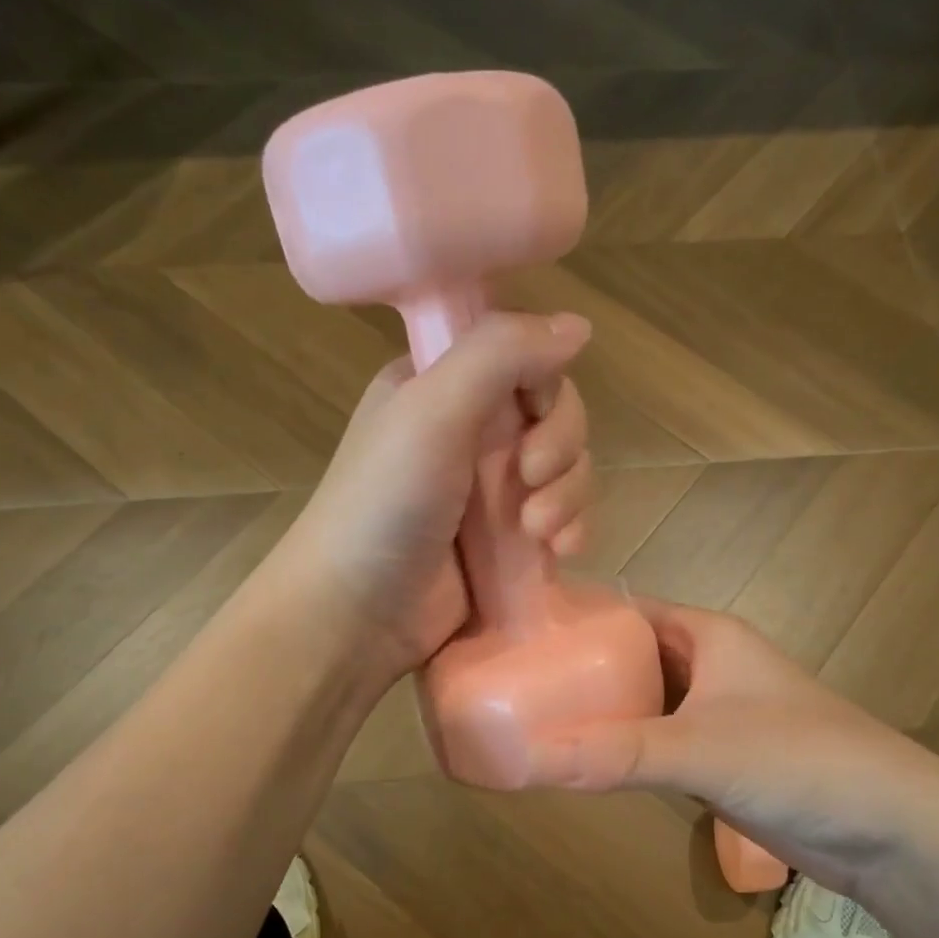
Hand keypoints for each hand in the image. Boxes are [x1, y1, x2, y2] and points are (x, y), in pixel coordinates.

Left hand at [276, 311, 594, 683]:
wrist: (358, 612)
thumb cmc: (385, 502)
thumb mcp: (434, 410)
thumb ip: (501, 354)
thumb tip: (580, 325)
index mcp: (441, 384)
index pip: (522, 357)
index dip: (544, 382)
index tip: (532, 414)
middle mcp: (469, 430)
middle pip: (554, 413)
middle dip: (560, 447)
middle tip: (531, 478)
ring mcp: (491, 489)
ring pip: (567, 468)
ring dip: (568, 495)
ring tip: (538, 531)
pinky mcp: (509, 540)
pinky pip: (564, 517)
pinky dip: (571, 528)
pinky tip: (560, 552)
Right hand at [524, 600, 938, 894]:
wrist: (891, 828)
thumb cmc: (798, 760)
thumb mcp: (699, 749)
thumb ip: (614, 754)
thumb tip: (526, 758)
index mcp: (707, 634)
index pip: (626, 609)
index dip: (575, 616)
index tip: (516, 632)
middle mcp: (709, 664)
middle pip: (629, 656)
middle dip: (578, 668)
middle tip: (512, 683)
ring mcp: (717, 713)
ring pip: (643, 702)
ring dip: (600, 713)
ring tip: (533, 722)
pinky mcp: (722, 758)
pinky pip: (658, 742)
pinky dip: (624, 749)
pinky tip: (585, 763)